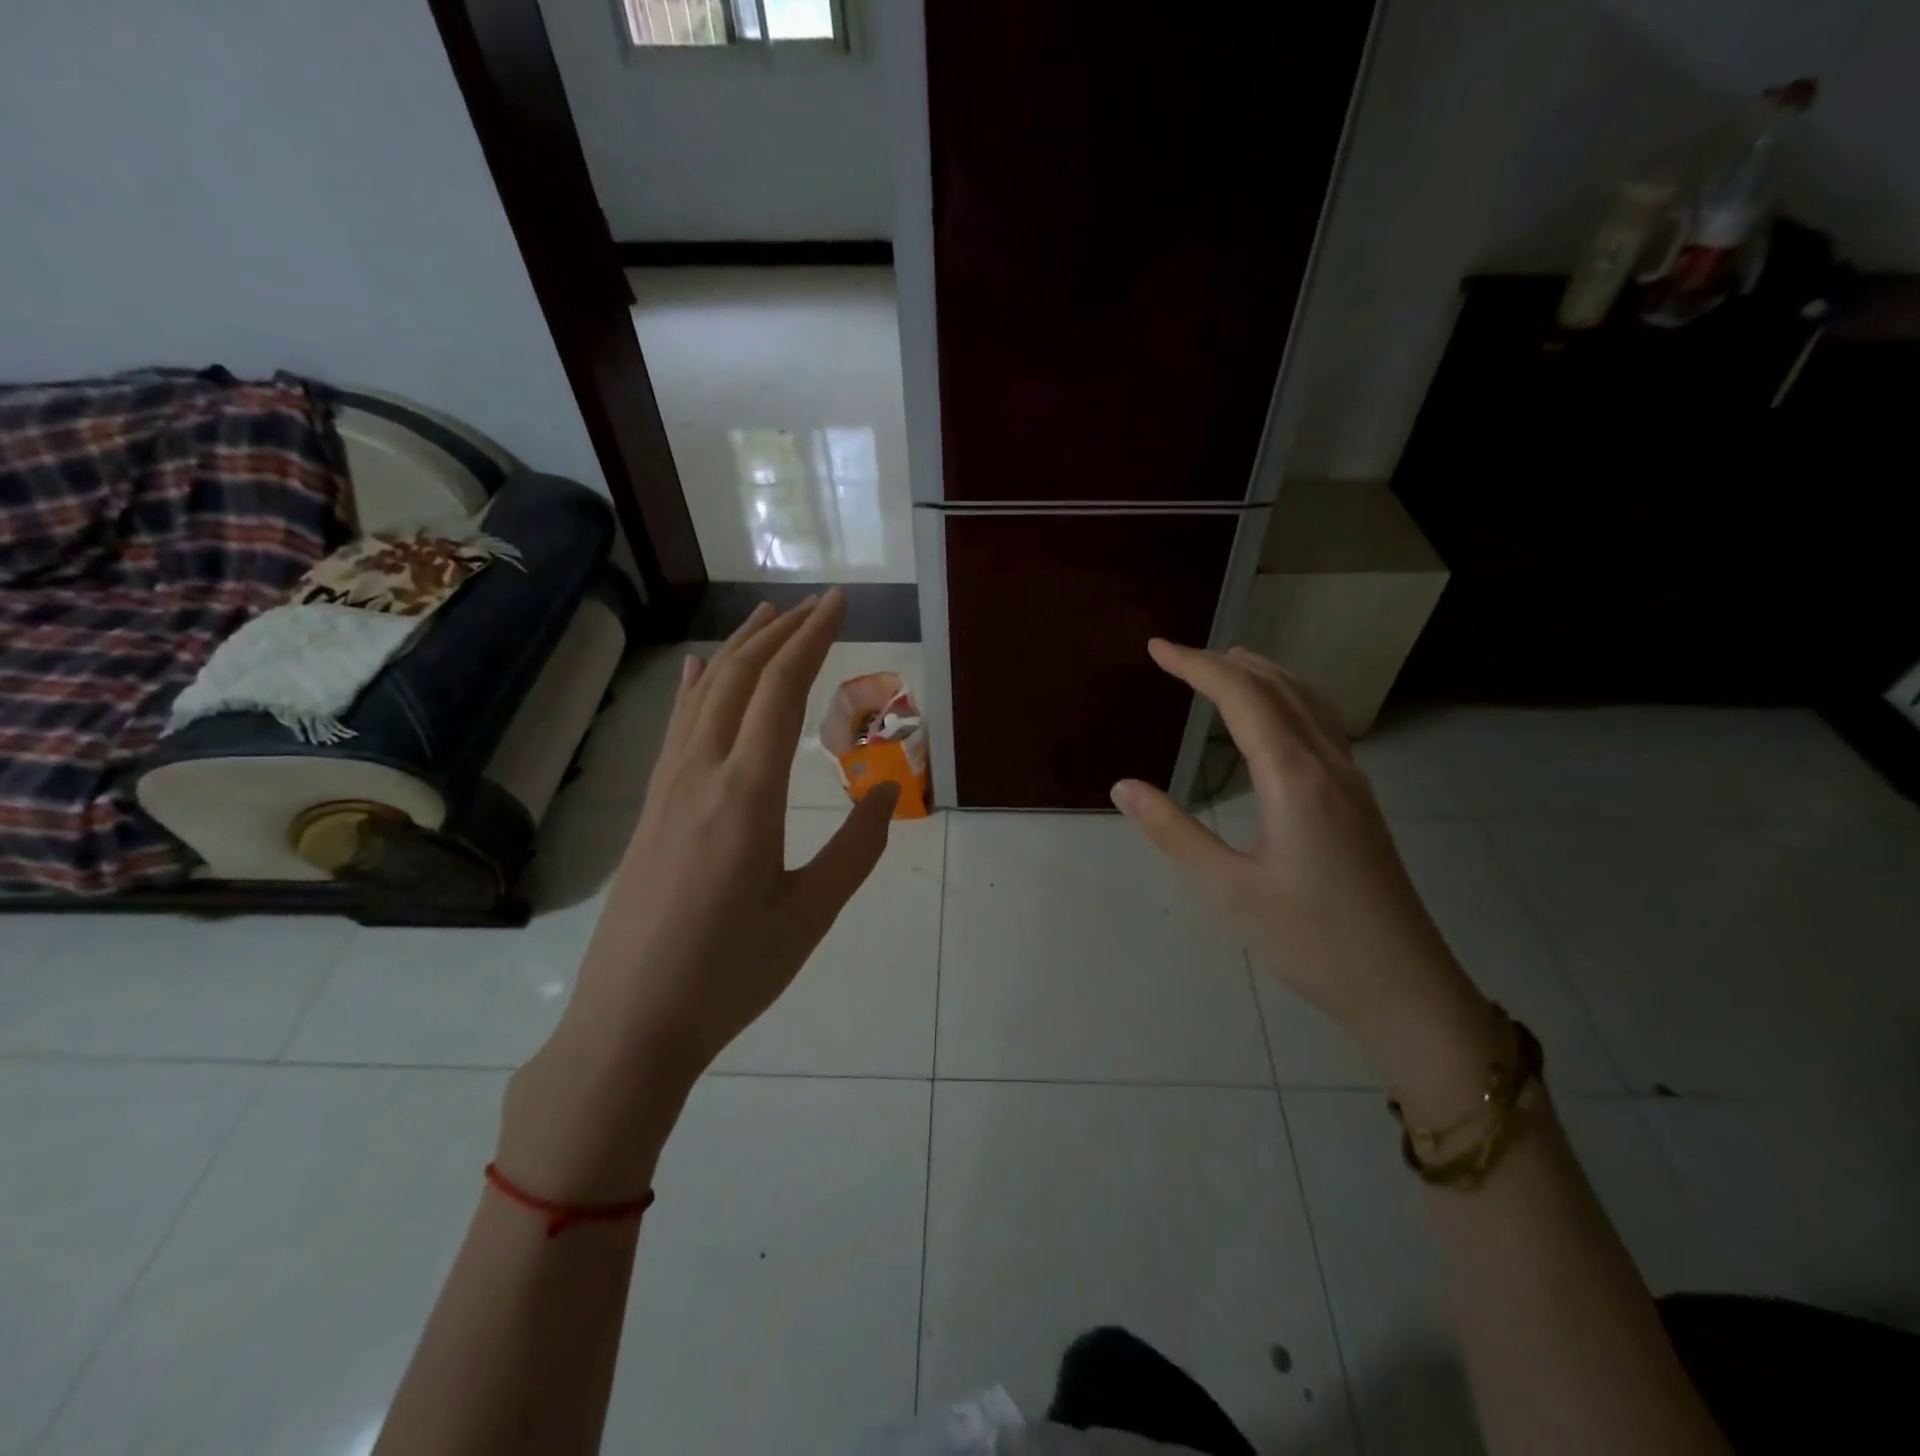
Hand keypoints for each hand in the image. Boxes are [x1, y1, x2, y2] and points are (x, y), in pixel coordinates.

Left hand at [503, 591, 898, 1196]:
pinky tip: (702, 671)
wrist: (631, 1024)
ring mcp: (669, 789)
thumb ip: (857, 847)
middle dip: (781, 632)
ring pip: (705, 695)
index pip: (782, 689)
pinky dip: (698, 688)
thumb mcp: (811, 914)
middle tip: (817, 603)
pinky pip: (678, 728)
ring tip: (768, 618)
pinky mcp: (652, 809)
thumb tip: (890, 789)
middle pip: (741, 678)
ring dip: (740, 650)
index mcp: (748, 794)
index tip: (839, 602)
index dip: (812, 637)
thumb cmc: (731, 973)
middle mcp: (703, 774)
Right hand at [1111, 641, 1500, 1108]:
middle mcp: (1329, 764)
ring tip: (1224, 665)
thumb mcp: (1229, 892)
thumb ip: (1173, 833)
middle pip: (1279, 688)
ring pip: (1308, 701)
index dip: (1197, 667)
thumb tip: (1123, 787)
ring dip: (1262, 674)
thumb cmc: (1311, 941)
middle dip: (1225, 663)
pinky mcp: (1359, 800)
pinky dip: (1288, 698)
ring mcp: (1352, 781)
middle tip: (1177, 655)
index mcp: (1295, 779)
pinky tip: (1276, 717)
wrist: (1404, 987)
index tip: (1156, 648)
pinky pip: (1322, 724)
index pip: (1243, 698)